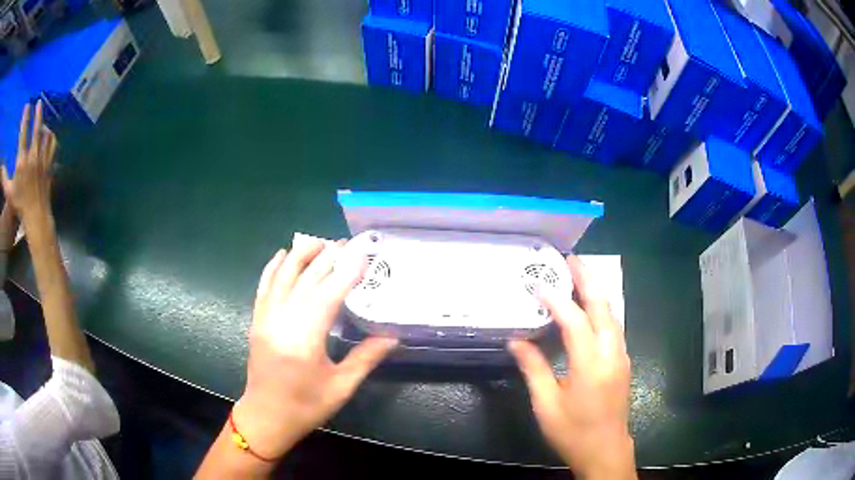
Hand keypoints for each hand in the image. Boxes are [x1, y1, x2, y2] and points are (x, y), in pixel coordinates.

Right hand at [1, 101, 57, 221]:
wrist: (35, 216)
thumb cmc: (19, 206)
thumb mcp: (8, 192)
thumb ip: (4, 178)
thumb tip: (1, 169)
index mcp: (21, 161)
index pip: (23, 133)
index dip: (25, 118)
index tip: (27, 106)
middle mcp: (32, 156)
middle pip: (36, 128)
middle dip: (37, 113)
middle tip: (39, 102)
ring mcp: (42, 159)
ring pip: (45, 134)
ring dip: (44, 124)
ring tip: (42, 120)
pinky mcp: (49, 165)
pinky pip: (53, 145)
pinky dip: (51, 137)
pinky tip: (49, 134)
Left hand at [233, 233, 396, 459]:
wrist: (266, 417)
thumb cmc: (306, 406)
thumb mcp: (341, 387)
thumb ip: (366, 358)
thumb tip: (392, 336)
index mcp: (304, 342)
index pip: (327, 296)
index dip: (346, 272)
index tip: (362, 253)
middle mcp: (281, 323)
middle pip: (306, 281)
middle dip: (327, 258)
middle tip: (347, 242)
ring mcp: (265, 320)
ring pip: (282, 278)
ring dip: (301, 255)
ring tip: (320, 240)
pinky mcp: (256, 321)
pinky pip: (263, 287)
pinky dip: (273, 267)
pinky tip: (282, 253)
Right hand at [509, 256, 634, 478]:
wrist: (605, 450)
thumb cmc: (573, 432)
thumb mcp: (546, 405)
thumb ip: (533, 369)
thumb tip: (516, 341)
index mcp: (590, 366)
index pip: (574, 322)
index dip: (556, 300)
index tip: (538, 284)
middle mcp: (611, 354)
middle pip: (603, 307)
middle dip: (587, 280)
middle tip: (571, 260)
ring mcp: (621, 356)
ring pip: (612, 314)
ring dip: (596, 292)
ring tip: (579, 275)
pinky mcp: (623, 361)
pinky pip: (613, 326)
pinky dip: (601, 309)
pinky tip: (590, 307)